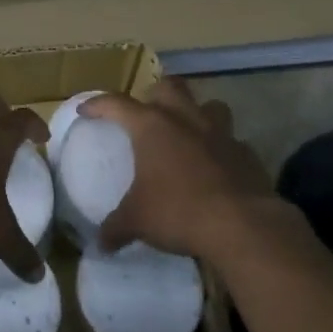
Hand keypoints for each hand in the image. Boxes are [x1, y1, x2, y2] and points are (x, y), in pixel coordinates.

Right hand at [79, 78, 272, 262]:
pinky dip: (222, 150)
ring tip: (188, 134)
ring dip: (198, 114)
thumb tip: (100, 244)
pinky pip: (232, 142)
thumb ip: (116, 228)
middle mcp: (186, 120)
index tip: (86, 110)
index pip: (117, 104)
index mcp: (152, 126)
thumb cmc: (179, 212)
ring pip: (210, 106)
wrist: (243, 225)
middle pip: (170, 87)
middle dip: (156, 94)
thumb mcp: (138, 221)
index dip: (98, 104)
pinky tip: (217, 169)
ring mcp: (221, 134)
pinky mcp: (247, 154)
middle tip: (148, 114)